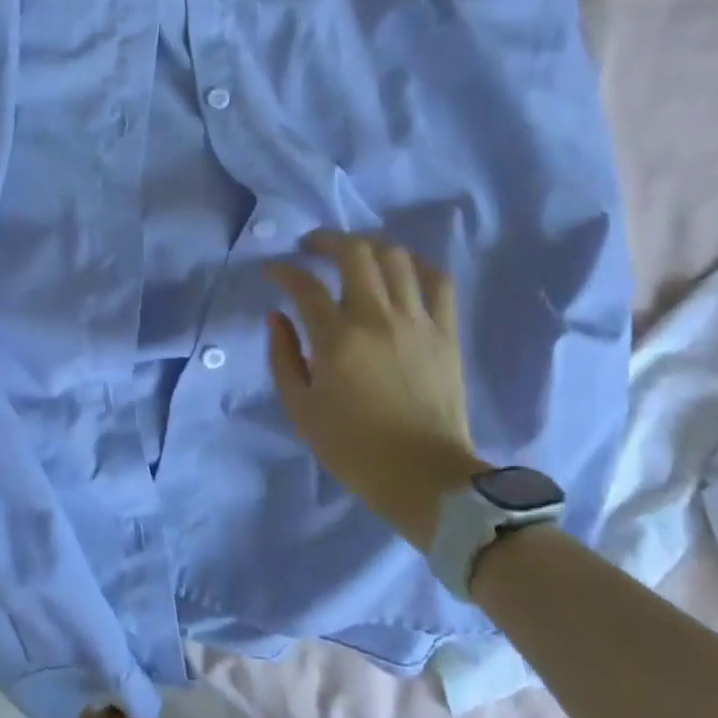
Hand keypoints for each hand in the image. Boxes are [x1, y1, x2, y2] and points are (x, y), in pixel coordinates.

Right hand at [264, 231, 486, 544]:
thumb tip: (277, 316)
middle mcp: (377, 318)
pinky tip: (402, 269)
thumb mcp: (300, 408)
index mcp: (337, 339)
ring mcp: (417, 321)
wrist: (425, 478)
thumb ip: (282, 356)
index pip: (304, 285)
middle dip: (326, 240)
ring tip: (354, 254)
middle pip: (354, 253)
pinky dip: (417, 265)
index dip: (282, 270)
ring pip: (396, 257)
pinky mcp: (446, 332)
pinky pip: (438, 281)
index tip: (272, 272)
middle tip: (311, 247)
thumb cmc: (354, 448)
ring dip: (368, 246)